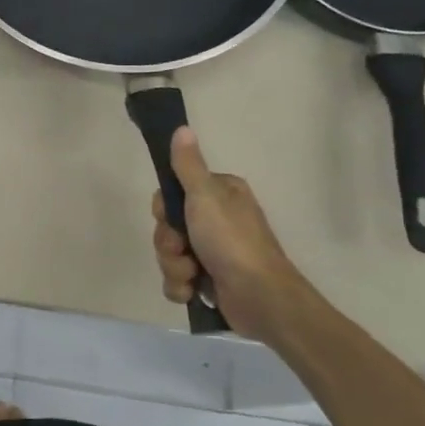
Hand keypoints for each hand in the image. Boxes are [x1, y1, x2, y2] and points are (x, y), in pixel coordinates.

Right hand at [150, 126, 304, 343]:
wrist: (260, 297)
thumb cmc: (232, 241)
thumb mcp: (205, 196)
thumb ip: (188, 165)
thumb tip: (181, 128)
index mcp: (219, 195)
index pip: (173, 195)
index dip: (165, 210)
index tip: (170, 217)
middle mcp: (216, 220)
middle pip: (168, 227)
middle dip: (169, 244)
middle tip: (183, 248)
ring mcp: (212, 252)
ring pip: (170, 254)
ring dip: (174, 267)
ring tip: (192, 274)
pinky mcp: (209, 280)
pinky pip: (177, 280)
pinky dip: (181, 287)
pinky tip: (193, 291)